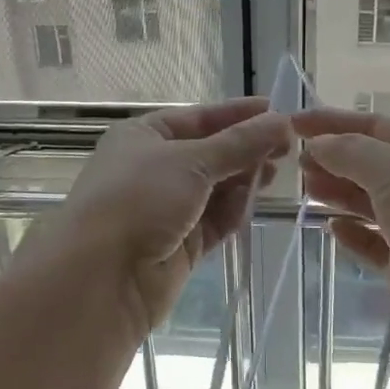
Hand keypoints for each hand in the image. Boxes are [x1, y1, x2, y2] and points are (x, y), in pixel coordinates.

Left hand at [46, 98, 290, 336]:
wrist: (101, 278)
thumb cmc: (139, 199)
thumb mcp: (191, 161)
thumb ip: (239, 144)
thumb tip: (281, 121)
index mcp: (143, 136)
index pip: (198, 118)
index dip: (236, 114)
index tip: (276, 110)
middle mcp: (153, 168)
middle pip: (209, 153)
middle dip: (245, 149)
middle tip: (288, 145)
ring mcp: (166, 209)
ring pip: (215, 188)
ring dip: (244, 178)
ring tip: (278, 171)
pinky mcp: (179, 245)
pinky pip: (214, 220)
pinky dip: (235, 210)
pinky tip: (257, 199)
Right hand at [293, 108, 389, 386]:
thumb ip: (351, 152)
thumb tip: (319, 143)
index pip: (374, 125)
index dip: (332, 121)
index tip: (291, 122)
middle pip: (371, 162)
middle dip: (332, 157)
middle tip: (294, 162)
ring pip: (370, 201)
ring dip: (337, 191)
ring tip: (305, 188)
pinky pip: (374, 242)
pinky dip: (352, 233)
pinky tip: (330, 228)